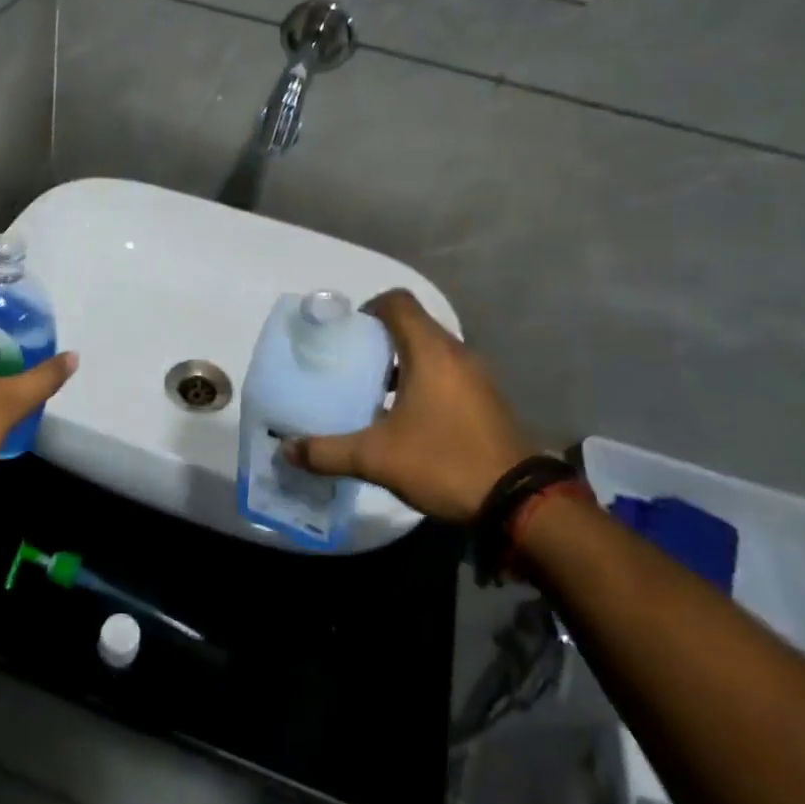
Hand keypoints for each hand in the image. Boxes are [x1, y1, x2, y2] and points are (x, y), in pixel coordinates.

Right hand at [285, 289, 532, 522]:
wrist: (518, 501)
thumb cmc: (443, 462)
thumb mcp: (376, 458)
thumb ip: (327, 451)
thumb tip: (286, 450)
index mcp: (430, 352)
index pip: (397, 302)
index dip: (368, 308)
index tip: (346, 334)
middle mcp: (456, 354)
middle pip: (413, 325)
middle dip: (379, 339)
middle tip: (349, 364)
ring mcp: (477, 376)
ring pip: (431, 352)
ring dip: (401, 363)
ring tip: (371, 392)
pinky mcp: (486, 399)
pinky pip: (447, 374)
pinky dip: (422, 381)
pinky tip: (405, 417)